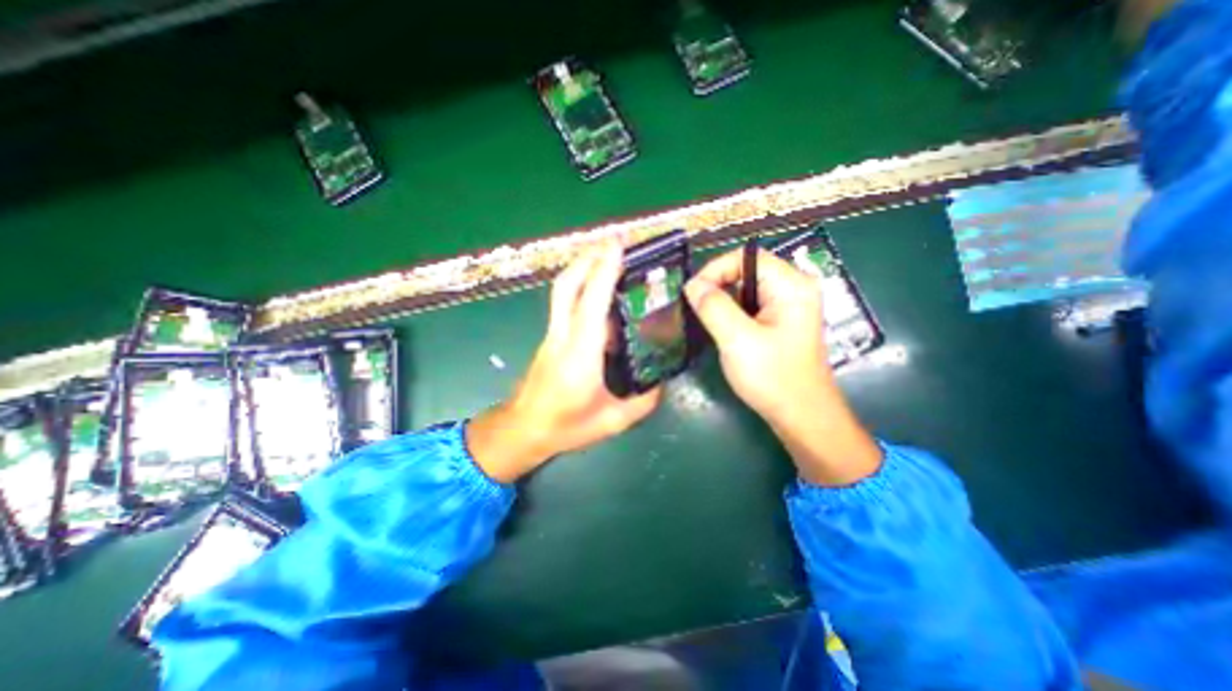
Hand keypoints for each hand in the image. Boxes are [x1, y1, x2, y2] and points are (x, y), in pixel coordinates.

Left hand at [465, 246, 658, 482]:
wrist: (522, 429)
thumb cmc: (565, 427)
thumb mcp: (612, 421)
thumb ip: (643, 401)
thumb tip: (662, 381)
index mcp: (581, 355)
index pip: (592, 303)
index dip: (604, 270)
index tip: (618, 244)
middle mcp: (563, 336)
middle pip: (568, 285)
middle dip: (589, 256)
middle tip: (614, 240)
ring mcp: (553, 334)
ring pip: (562, 290)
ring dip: (582, 266)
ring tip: (606, 254)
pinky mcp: (550, 337)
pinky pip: (564, 302)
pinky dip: (580, 285)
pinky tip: (598, 288)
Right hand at [683, 247, 886, 486]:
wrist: (801, 417)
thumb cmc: (773, 377)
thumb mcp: (737, 340)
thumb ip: (713, 307)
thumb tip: (692, 284)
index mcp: (791, 285)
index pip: (746, 257)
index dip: (715, 270)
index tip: (692, 293)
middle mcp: (793, 288)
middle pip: (746, 270)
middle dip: (717, 286)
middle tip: (695, 309)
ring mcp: (788, 306)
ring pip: (745, 289)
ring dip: (722, 301)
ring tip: (706, 321)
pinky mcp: (781, 322)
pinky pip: (750, 306)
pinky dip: (732, 313)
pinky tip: (722, 331)